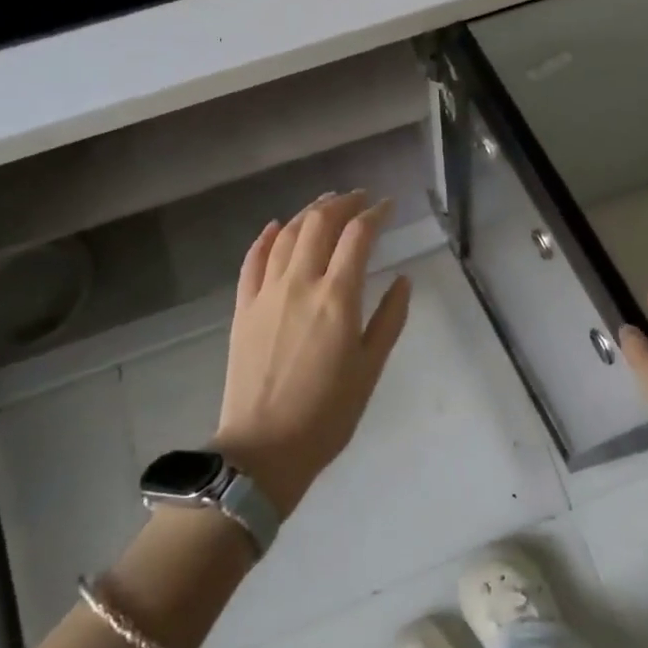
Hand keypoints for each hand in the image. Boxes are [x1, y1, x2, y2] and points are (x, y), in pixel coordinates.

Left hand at [213, 192, 412, 517]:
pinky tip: (276, 226)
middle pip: (319, 223)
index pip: (358, 236)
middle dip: (342, 203)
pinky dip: (266, 237)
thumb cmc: (327, 414)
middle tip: (359, 197)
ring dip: (308, 212)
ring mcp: (266, 294)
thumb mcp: (370, 368)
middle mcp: (300, 284)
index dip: (375, 213)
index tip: (388, 205)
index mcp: (337, 298)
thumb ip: (389, 318)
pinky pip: (253, 260)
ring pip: (287, 235)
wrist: (263, 450)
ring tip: (326, 203)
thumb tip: (403, 279)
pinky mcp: (243, 308)